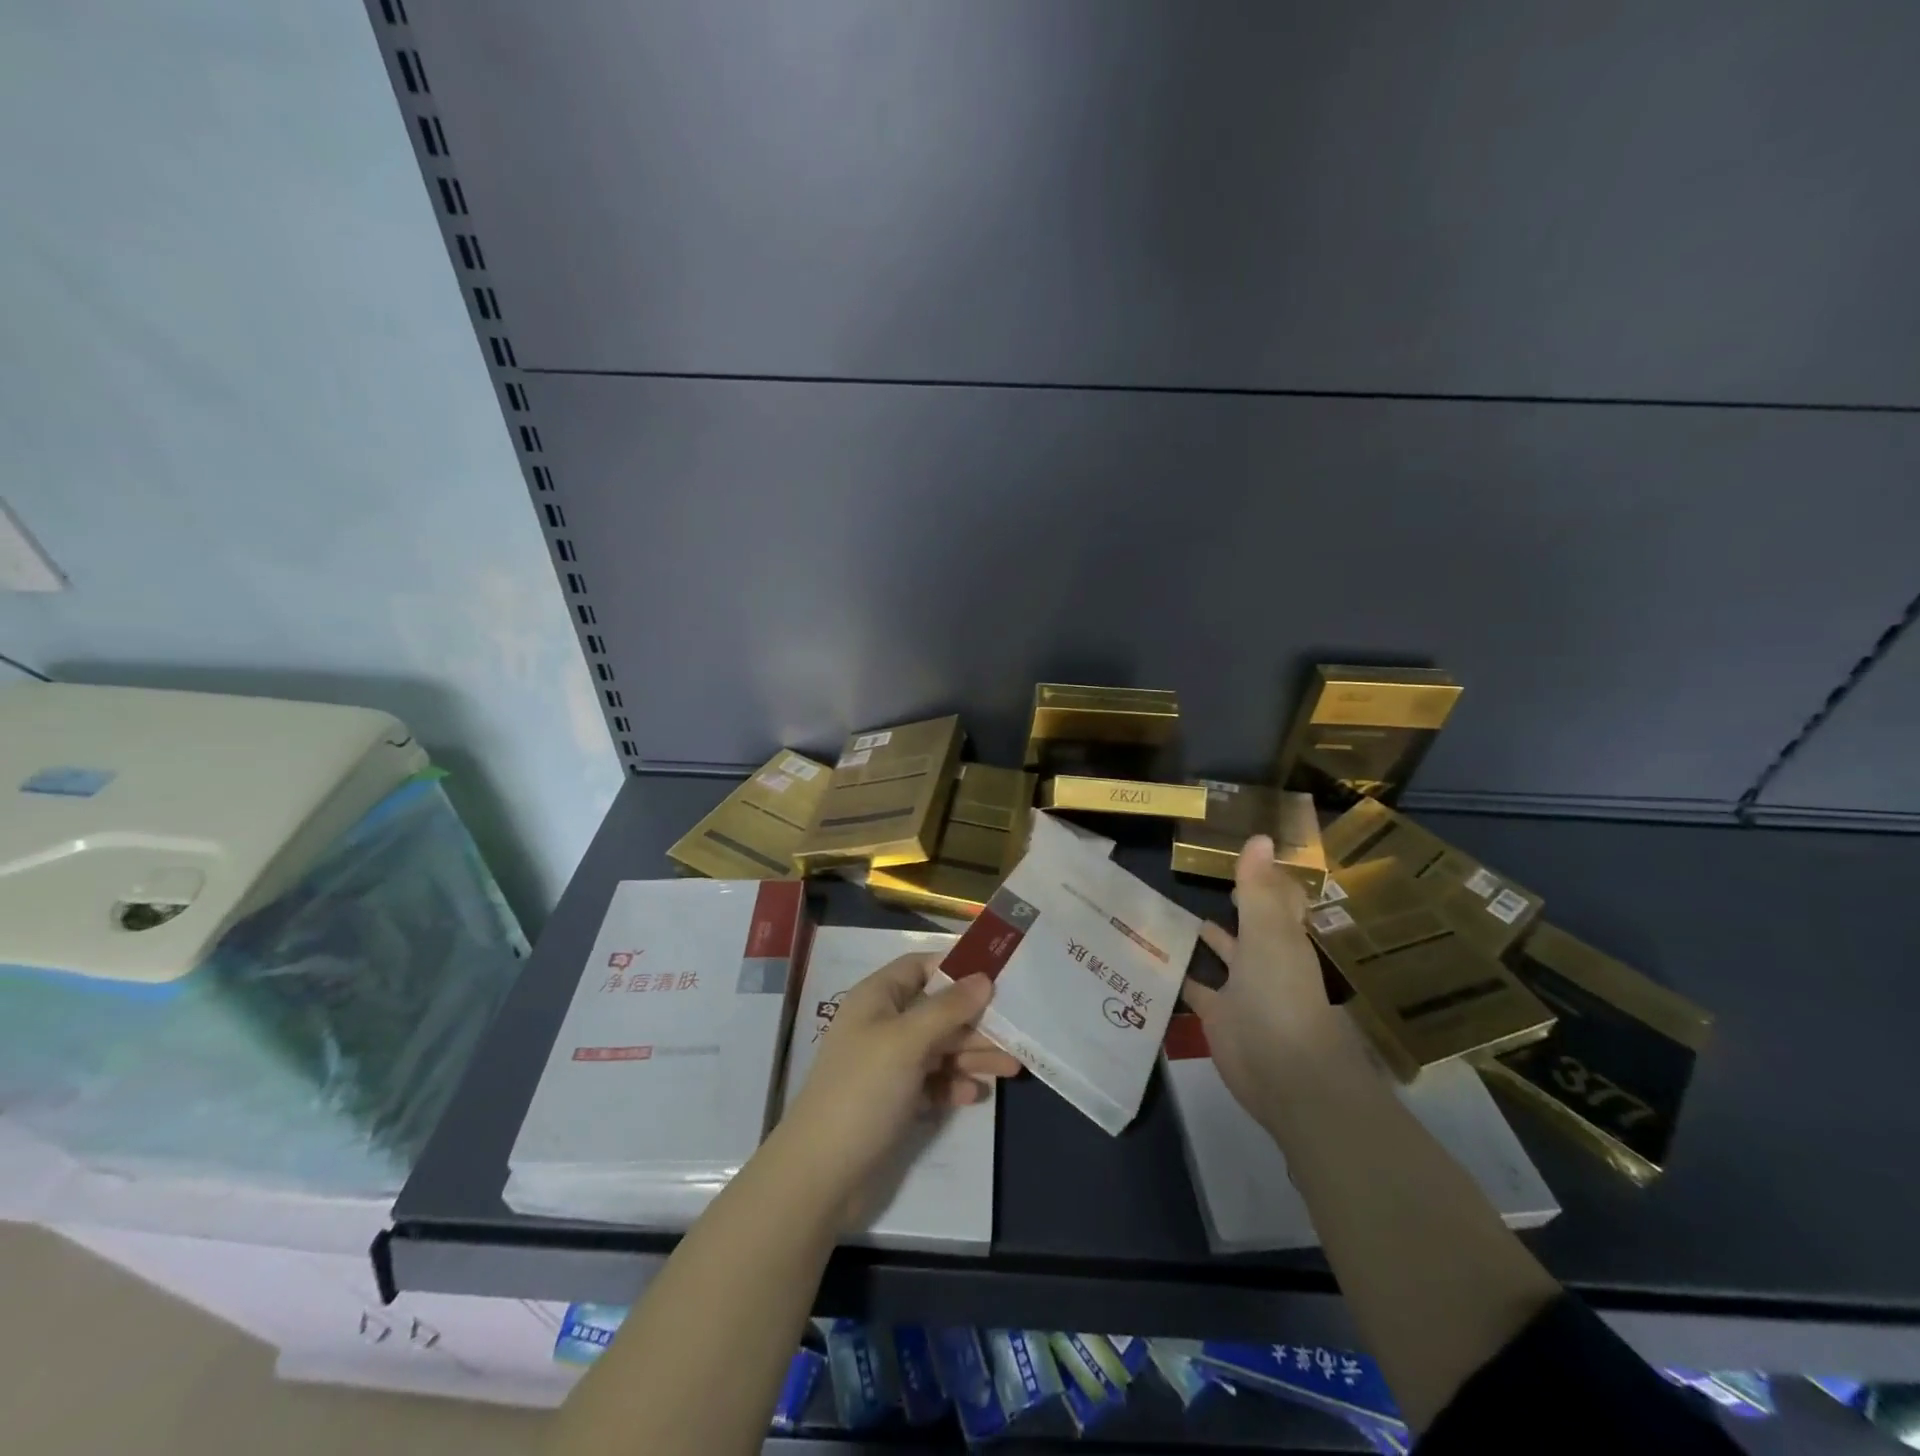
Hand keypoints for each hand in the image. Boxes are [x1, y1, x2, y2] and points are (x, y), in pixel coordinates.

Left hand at [778, 955, 1019, 1224]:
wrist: (822, 1175)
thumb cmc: (863, 1091)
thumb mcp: (907, 1042)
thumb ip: (948, 1008)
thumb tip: (984, 978)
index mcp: (877, 998)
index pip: (921, 966)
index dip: (956, 967)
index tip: (997, 974)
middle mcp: (883, 1025)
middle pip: (938, 1010)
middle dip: (976, 1020)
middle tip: (1017, 1032)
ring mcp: (889, 1064)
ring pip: (940, 1047)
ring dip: (973, 1054)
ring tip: (1012, 1068)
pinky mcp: (896, 1100)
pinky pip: (933, 1082)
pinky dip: (954, 1085)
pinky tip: (975, 1095)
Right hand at [1182, 836, 1364, 1122]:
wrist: (1286, 1075)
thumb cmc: (1281, 997)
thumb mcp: (1268, 935)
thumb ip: (1257, 889)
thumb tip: (1259, 836)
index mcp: (1282, 937)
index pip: (1274, 899)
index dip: (1260, 878)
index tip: (1237, 854)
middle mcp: (1263, 959)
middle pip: (1246, 925)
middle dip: (1229, 906)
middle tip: (1194, 878)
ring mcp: (1241, 989)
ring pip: (1220, 955)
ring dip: (1201, 938)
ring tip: (1166, 911)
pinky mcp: (1218, 1016)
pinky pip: (1195, 988)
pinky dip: (1179, 975)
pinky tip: (1153, 957)